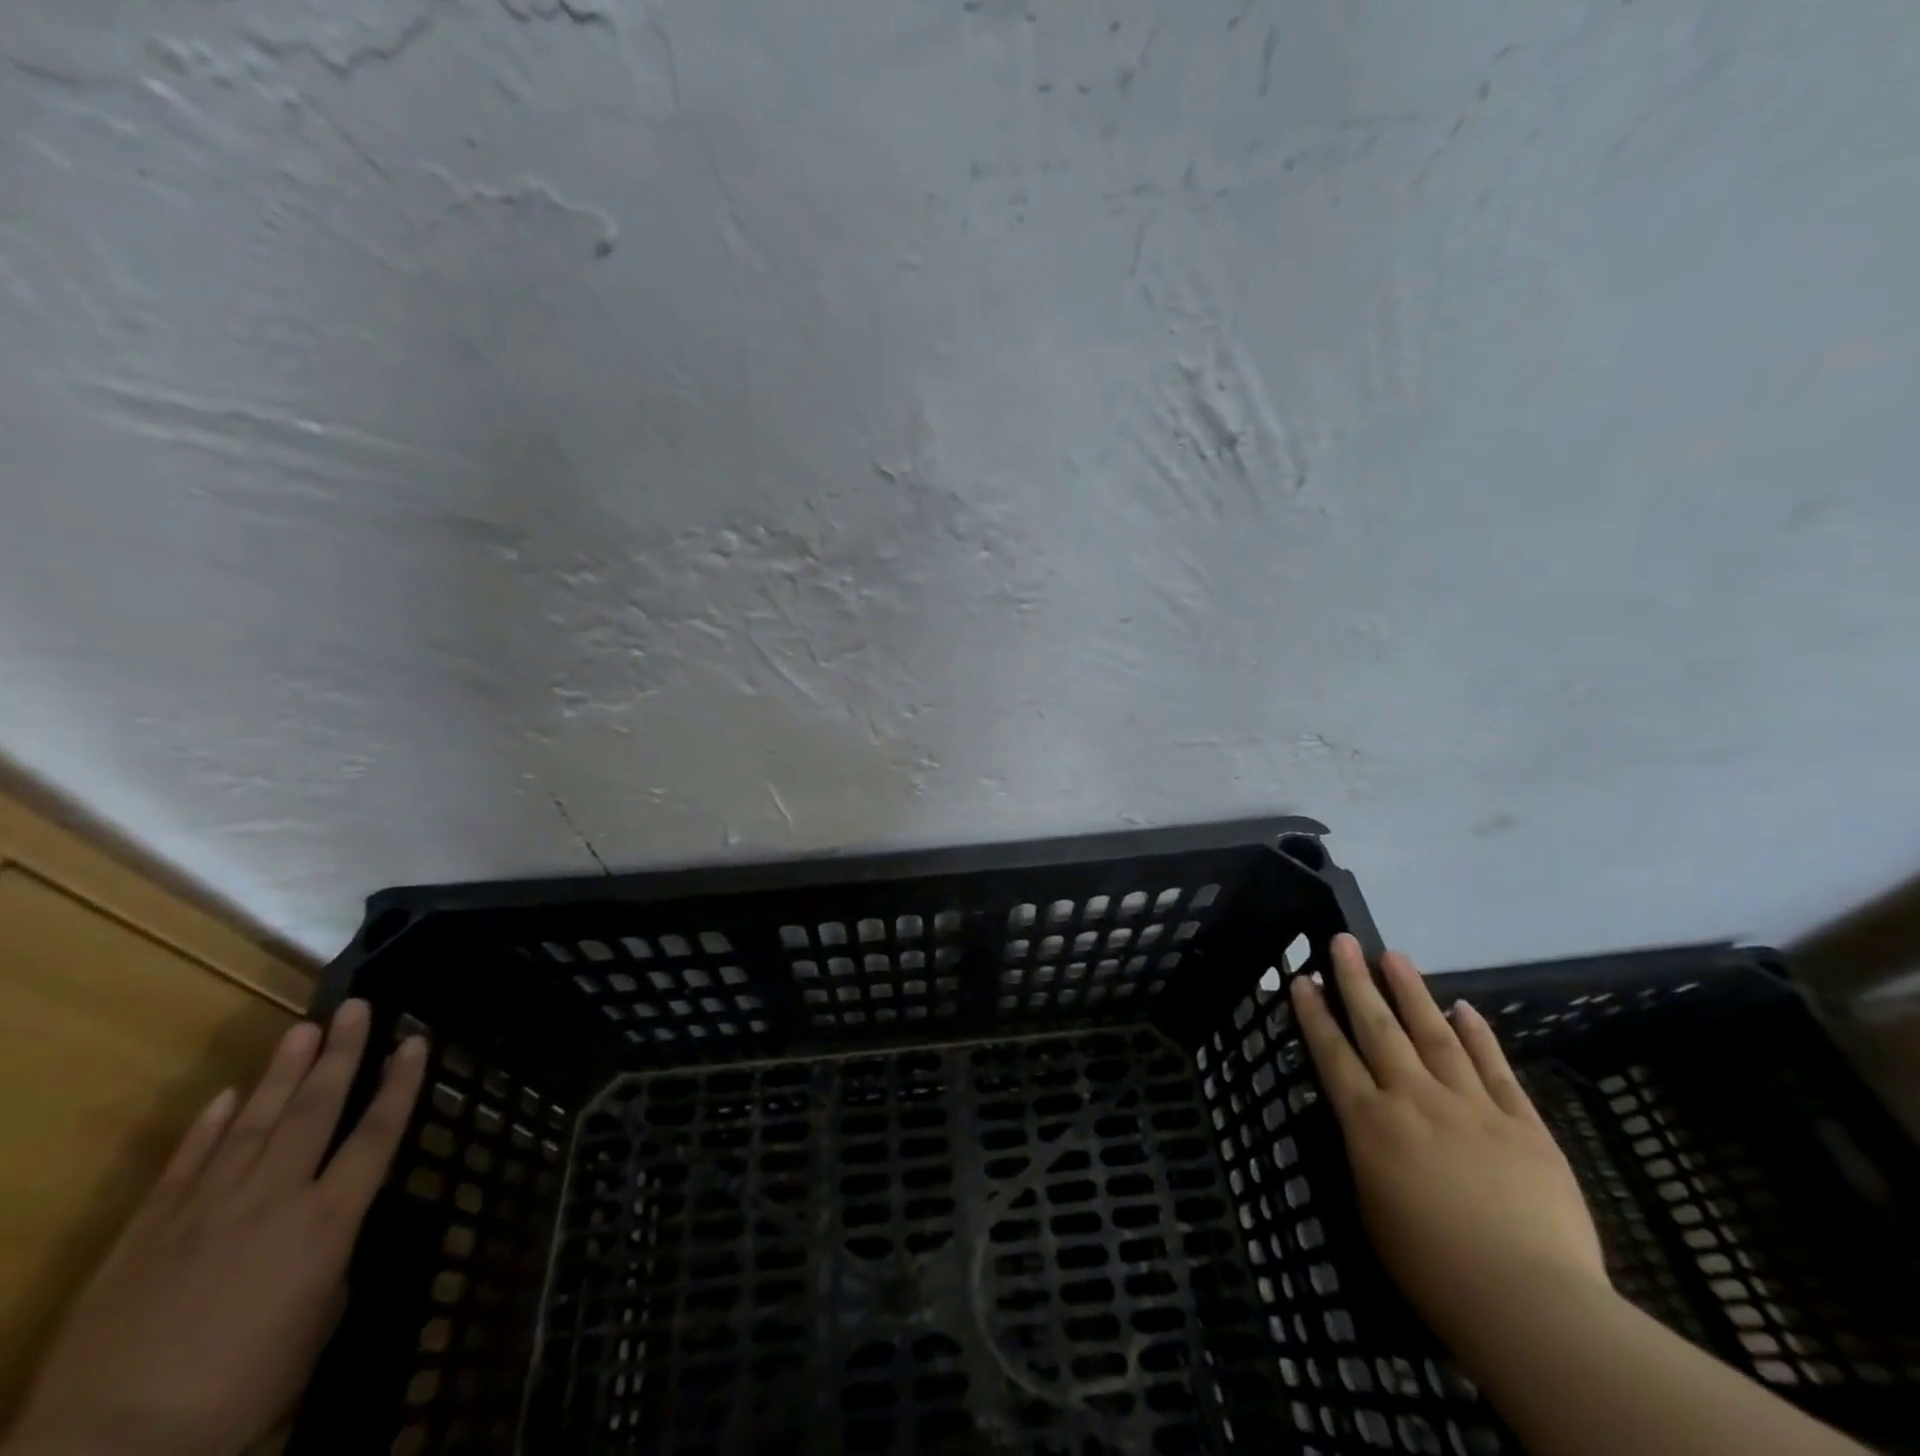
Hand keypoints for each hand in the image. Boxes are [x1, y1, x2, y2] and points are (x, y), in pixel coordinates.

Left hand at [5, 1002, 426, 1455]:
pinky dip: (207, 1127)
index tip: (415, 1041)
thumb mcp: (314, 1327)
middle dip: (340, 1054)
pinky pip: (186, 1164)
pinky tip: (225, 1096)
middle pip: (315, 1110)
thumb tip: (324, 1238)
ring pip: (254, 1122)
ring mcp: (206, 1208)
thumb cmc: (241, 1388)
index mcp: (326, 1221)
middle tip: (356, 1007)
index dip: (400, 1084)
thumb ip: (328, 1266)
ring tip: (304, 1028)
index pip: (377, 1134)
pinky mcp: (148, 1230)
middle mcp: (274, 1196)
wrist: (109, 1449)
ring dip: (282, 1072)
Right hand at [1290, 935, 1606, 1353]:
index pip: (1332, 1053)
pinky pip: (1496, 1069)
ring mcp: (1471, 1106)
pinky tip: (1466, 1009)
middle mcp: (1413, 1099)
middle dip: (1357, 981)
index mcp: (1370, 1123)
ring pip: (1435, 1034)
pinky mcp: (1523, 1124)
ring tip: (1395, 956)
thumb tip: (1365, 1122)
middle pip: (1379, 1028)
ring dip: (1412, 992)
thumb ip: (1366, 1155)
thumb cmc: (1432, 1269)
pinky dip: (1480, 1035)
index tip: (1302, 978)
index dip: (1314, 1013)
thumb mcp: (1371, 1209)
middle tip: (1344, 941)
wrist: (1530, 1304)